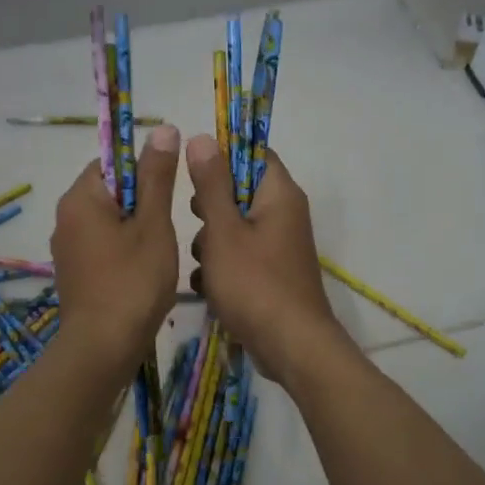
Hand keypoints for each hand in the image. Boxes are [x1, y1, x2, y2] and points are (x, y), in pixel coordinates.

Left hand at [50, 125, 182, 373]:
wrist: (102, 348)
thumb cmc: (133, 282)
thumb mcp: (154, 224)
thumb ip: (157, 176)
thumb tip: (163, 129)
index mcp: (80, 198)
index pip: (112, 161)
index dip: (144, 170)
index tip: (169, 192)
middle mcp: (66, 217)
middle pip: (111, 190)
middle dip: (143, 201)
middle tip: (169, 224)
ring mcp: (67, 246)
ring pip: (109, 219)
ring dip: (137, 227)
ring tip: (161, 249)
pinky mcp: (74, 271)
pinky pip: (102, 244)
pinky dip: (124, 248)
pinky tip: (144, 270)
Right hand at [185, 135, 344, 383]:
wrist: (291, 347)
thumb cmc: (255, 283)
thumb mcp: (223, 230)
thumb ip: (211, 184)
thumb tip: (203, 138)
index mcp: (279, 194)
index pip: (252, 154)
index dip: (221, 158)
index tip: (193, 176)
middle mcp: (284, 214)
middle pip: (238, 192)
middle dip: (209, 209)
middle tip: (198, 224)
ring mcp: (279, 246)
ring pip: (234, 228)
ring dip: (212, 244)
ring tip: (207, 267)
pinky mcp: (271, 274)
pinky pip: (240, 257)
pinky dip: (223, 269)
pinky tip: (210, 288)